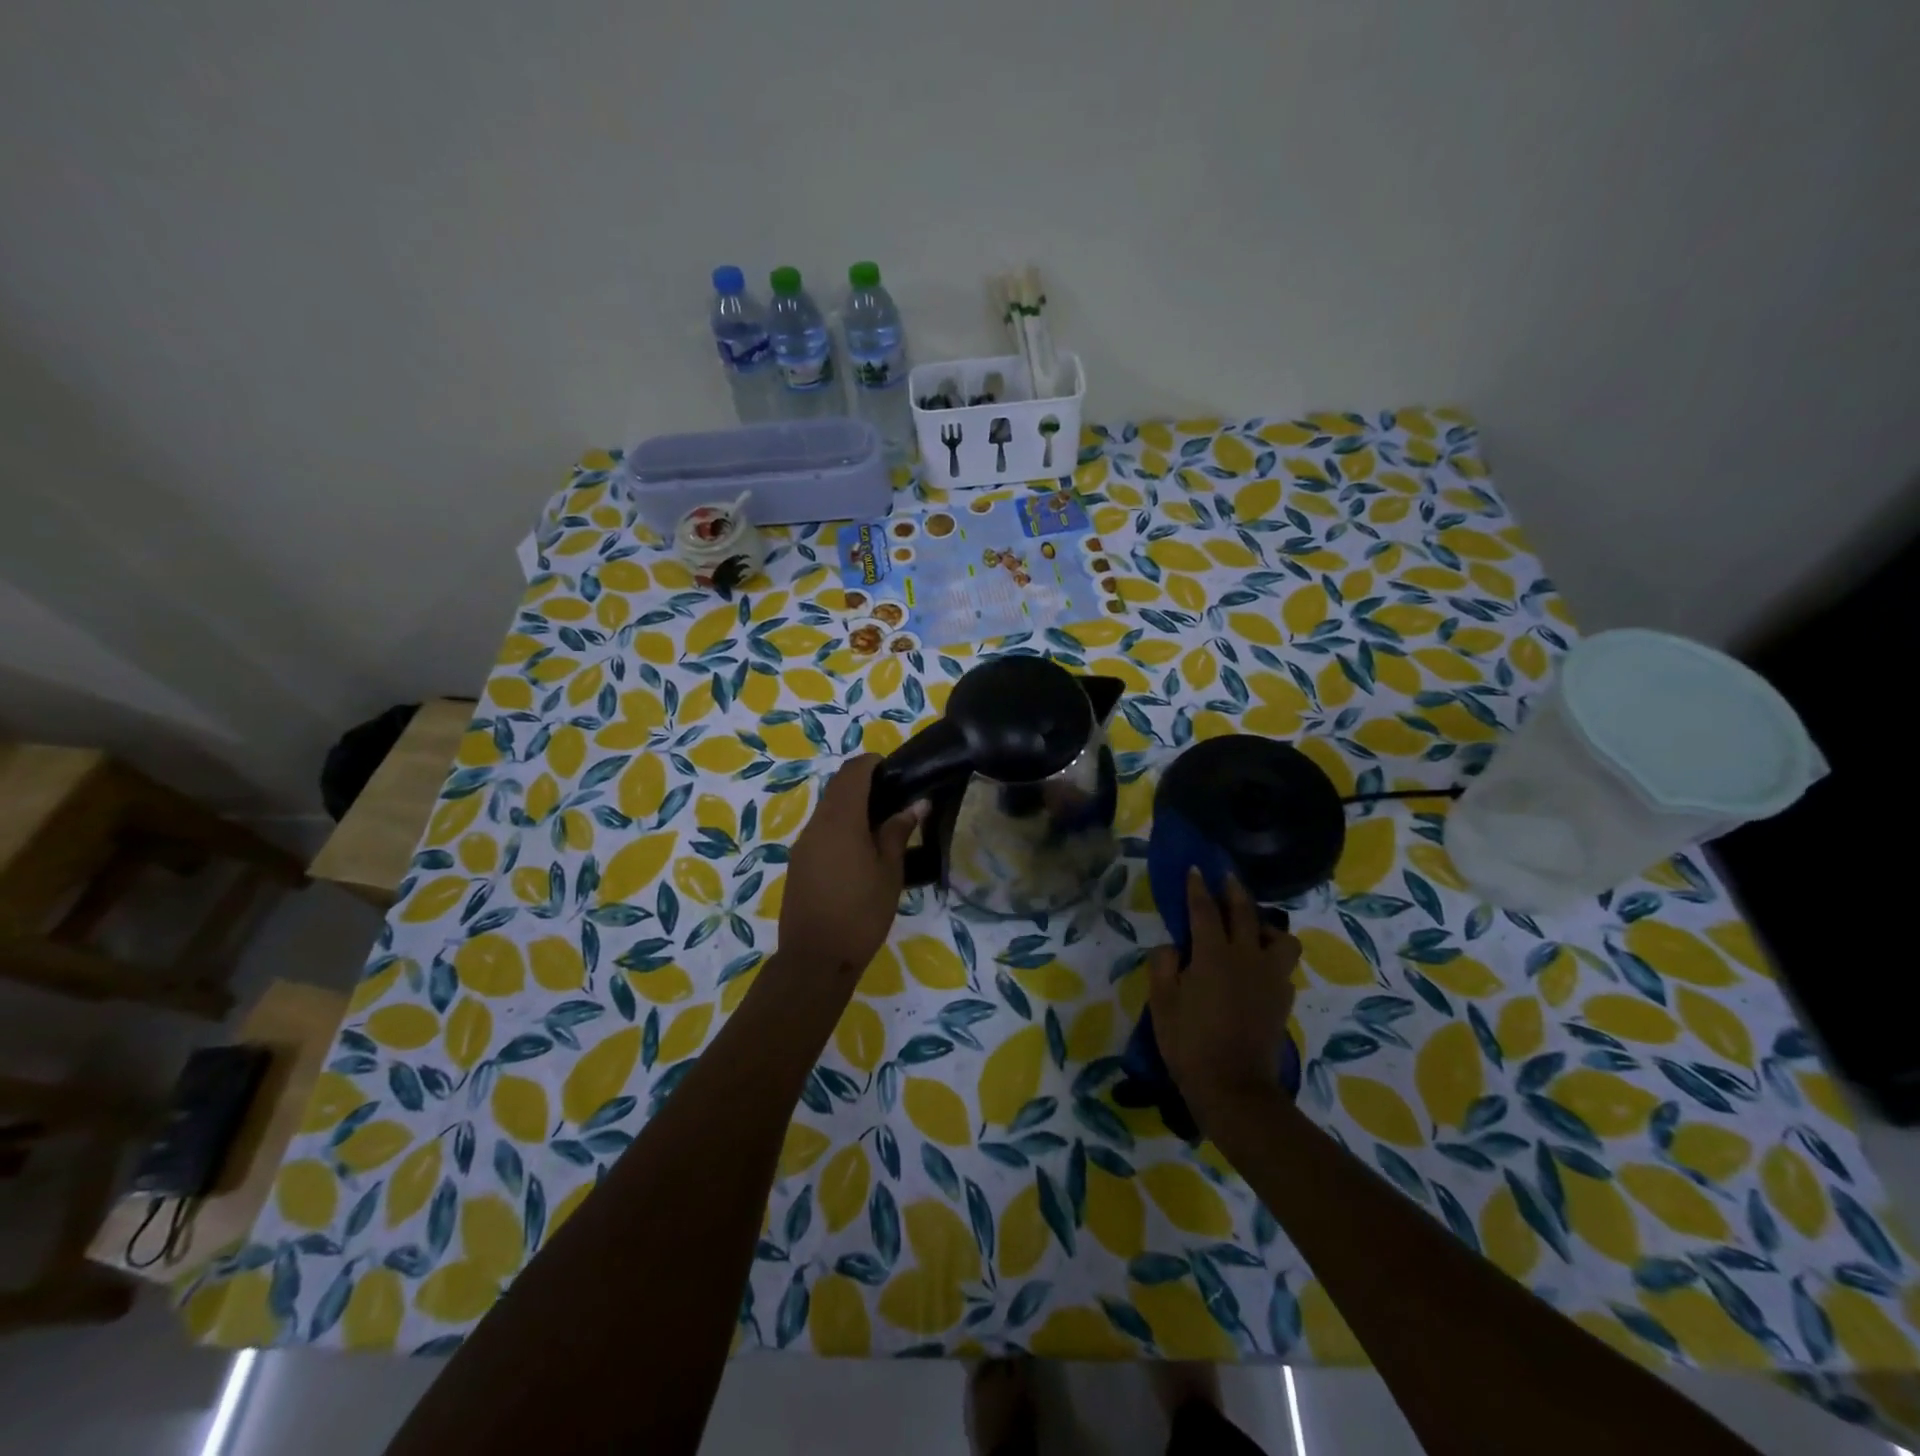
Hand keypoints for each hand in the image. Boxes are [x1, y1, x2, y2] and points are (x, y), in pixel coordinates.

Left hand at [777, 755, 921, 980]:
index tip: (896, 772)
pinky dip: (840, 827)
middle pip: (837, 787)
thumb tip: (915, 804)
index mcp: (840, 819)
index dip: (873, 763)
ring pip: (828, 809)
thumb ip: (898, 832)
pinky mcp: (798, 863)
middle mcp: (816, 824)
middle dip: (864, 784)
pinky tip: (860, 851)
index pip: (853, 771)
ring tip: (882, 827)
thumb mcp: (889, 872)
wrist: (815, 959)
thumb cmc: (861, 913)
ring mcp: (803, 844)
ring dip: (852, 807)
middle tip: (895, 799)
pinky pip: (821, 831)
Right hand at [1148, 869, 1300, 1129]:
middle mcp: (1247, 957)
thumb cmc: (1189, 1043)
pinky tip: (1258, 966)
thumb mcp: (1161, 1002)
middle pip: (1245, 912)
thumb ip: (1163, 965)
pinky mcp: (1283, 999)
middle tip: (1226, 878)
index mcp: (1213, 955)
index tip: (1196, 869)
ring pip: (1280, 937)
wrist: (1234, 1089)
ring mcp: (1271, 978)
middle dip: (1234, 891)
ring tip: (1252, 929)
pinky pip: (1282, 965)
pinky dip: (1271, 956)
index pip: (1204, 910)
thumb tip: (1173, 948)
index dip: (1198, 888)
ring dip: (1265, 925)